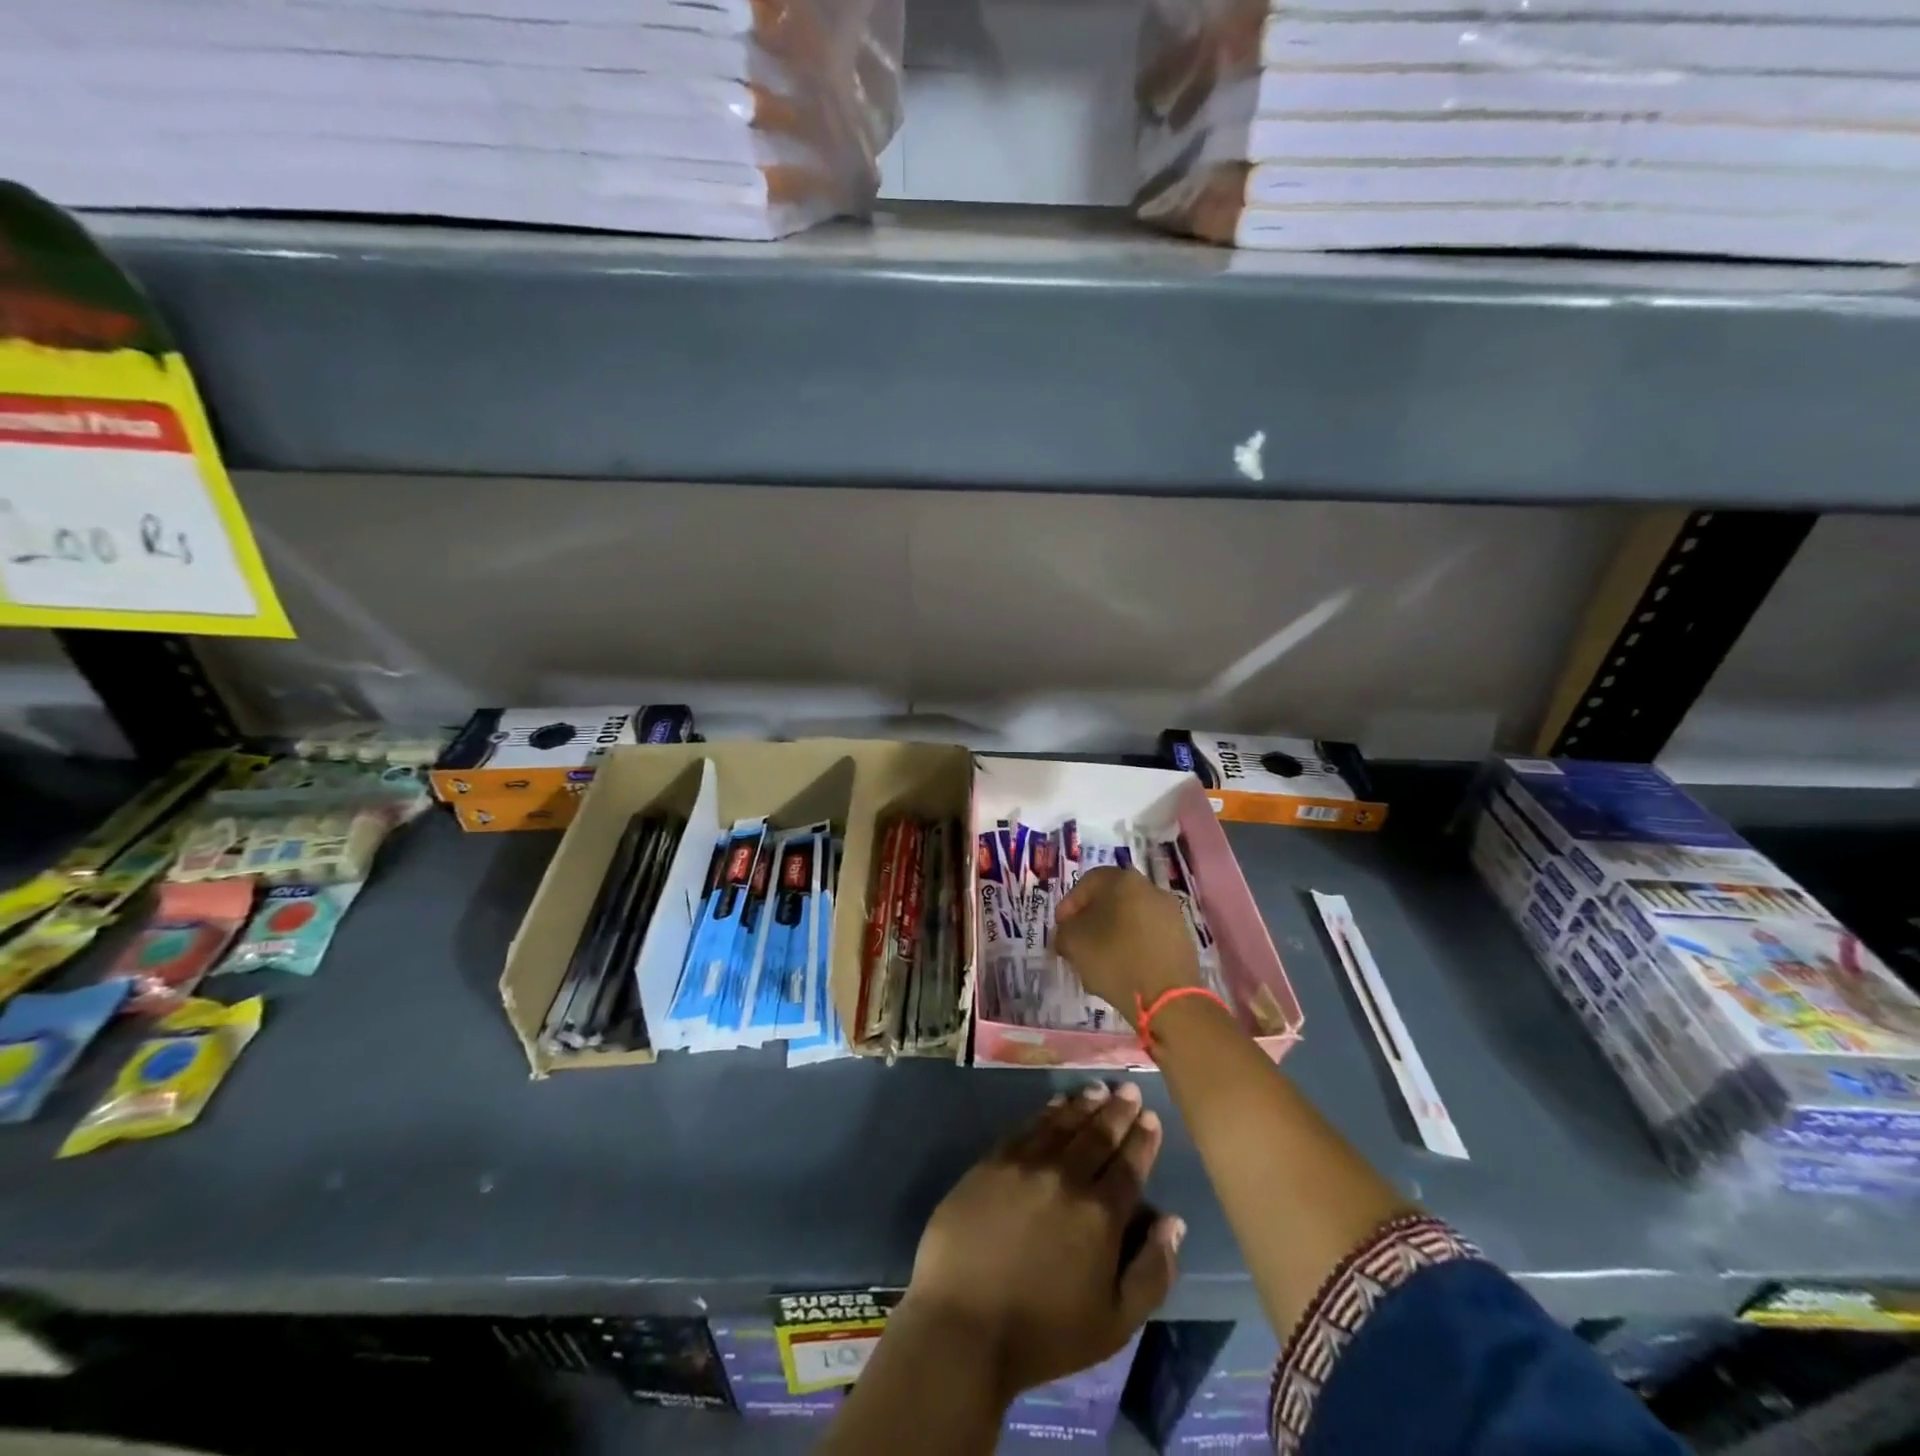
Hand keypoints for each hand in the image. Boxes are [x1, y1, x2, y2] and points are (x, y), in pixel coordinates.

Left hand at [904, 1083, 1184, 1397]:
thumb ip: (1152, 1272)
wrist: (964, 1323)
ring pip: (1063, 1124)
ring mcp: (1026, 1164)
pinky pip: (1027, 1127)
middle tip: (1128, 1090)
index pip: (1129, 1166)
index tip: (1151, 1117)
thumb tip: (1173, 1222)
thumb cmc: (1044, 1334)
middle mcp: (1066, 1178)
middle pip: (1098, 1135)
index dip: (1143, 1140)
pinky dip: (1047, 1112)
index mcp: (1100, 1216)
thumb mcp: (1115, 1323)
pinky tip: (1055, 1105)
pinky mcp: (992, 1162)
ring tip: (1098, 1089)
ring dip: (1084, 1104)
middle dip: (1118, 1111)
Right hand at [1054, 865, 1200, 1015]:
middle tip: (1078, 943)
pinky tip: (1124, 969)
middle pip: (1111, 899)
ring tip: (1100, 960)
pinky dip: (1133, 947)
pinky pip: (1148, 936)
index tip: (1061, 928)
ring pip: (1131, 918)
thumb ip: (1064, 931)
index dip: (1069, 905)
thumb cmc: (1116, 960)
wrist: (1169, 997)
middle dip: (1092, 920)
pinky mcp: (1183, 938)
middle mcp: (1150, 888)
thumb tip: (1069, 932)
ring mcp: (1171, 913)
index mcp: (1123, 880)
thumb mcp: (1073, 943)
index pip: (1087, 882)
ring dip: (1113, 934)